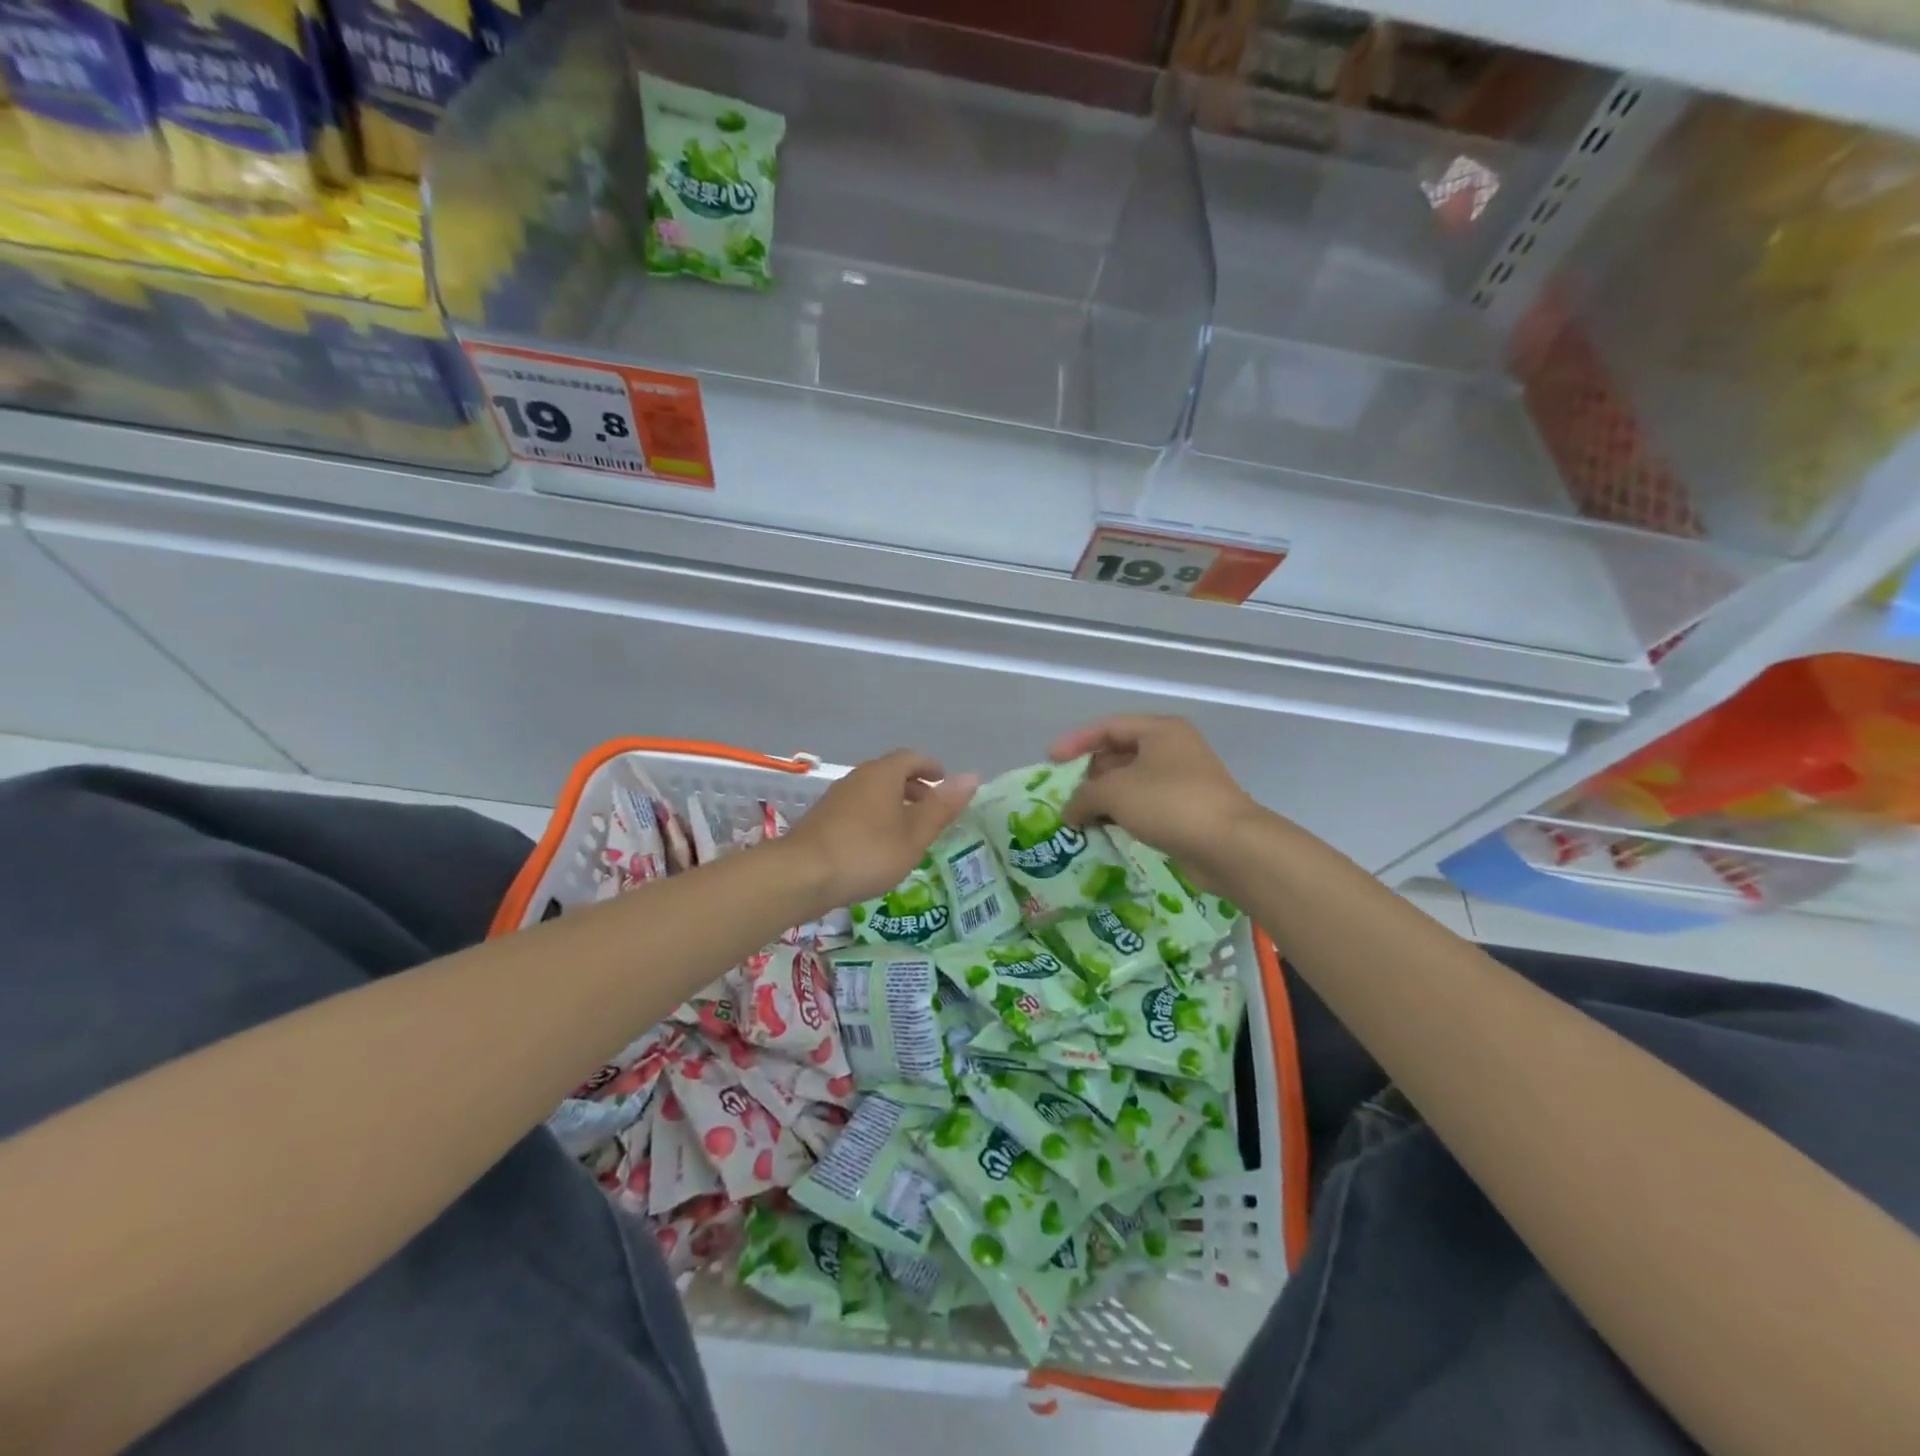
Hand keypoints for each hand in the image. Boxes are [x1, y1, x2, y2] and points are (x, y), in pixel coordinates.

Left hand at [782, 749, 978, 907]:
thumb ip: (942, 807)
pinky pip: (858, 808)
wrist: (801, 874)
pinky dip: (875, 816)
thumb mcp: (914, 835)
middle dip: (913, 786)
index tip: (944, 780)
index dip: (930, 766)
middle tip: (931, 807)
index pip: (911, 757)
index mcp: (883, 774)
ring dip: (893, 803)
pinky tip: (878, 845)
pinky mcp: (822, 819)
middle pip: (890, 772)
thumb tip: (972, 776)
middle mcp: (858, 778)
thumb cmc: (867, 853)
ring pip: (872, 791)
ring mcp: (836, 797)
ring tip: (908, 829)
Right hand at [1049, 715, 1260, 887]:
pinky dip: (1122, 815)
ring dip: (1104, 799)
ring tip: (1076, 817)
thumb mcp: (1115, 792)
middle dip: (1089, 775)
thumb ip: (1083, 796)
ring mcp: (1182, 781)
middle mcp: (1173, 750)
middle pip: (1119, 755)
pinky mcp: (1186, 811)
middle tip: (1062, 794)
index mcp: (1160, 731)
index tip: (1050, 761)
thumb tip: (1070, 812)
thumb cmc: (1169, 803)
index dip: (1076, 742)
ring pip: (1131, 784)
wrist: (1229, 845)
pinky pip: (1145, 806)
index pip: (1108, 727)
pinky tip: (1103, 831)